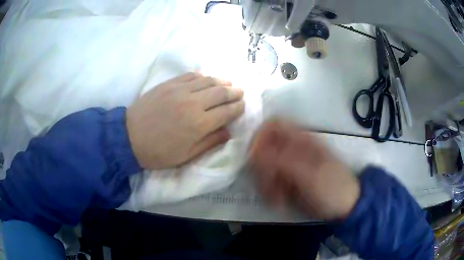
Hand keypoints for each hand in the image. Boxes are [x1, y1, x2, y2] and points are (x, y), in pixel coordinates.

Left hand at [127, 73, 244, 168]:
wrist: (129, 137)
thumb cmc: (158, 152)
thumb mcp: (186, 156)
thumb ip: (210, 143)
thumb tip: (228, 132)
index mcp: (199, 124)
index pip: (226, 112)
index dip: (238, 108)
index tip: (243, 106)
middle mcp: (193, 103)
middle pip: (221, 93)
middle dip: (234, 92)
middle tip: (240, 93)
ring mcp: (180, 90)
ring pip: (208, 81)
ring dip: (222, 82)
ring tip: (229, 84)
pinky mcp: (169, 84)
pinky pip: (191, 75)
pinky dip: (203, 76)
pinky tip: (207, 79)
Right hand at [249, 121, 359, 220]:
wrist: (344, 206)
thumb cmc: (332, 187)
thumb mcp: (310, 174)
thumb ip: (283, 161)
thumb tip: (254, 151)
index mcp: (300, 140)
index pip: (272, 126)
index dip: (259, 137)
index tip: (253, 158)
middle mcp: (291, 149)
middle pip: (262, 149)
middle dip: (261, 169)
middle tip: (269, 186)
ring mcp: (288, 166)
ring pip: (262, 168)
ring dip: (265, 184)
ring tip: (278, 198)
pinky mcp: (286, 181)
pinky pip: (268, 182)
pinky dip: (269, 192)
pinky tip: (280, 201)